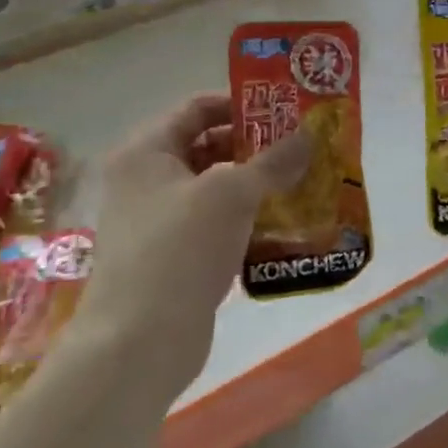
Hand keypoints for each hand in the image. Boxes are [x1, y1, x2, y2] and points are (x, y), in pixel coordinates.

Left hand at [82, 94, 311, 392]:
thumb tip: (309, 134)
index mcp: (147, 150)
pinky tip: (282, 225)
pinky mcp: (172, 257)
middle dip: (254, 146)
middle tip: (301, 148)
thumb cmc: (179, 248)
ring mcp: (157, 221)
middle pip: (207, 146)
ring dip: (254, 185)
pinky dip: (245, 220)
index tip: (284, 111)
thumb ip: (273, 161)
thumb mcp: (232, 194)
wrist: (138, 344)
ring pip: (213, 188)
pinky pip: (214, 224)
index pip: (197, 108)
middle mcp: (146, 179)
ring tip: (301, 182)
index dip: (241, 104)